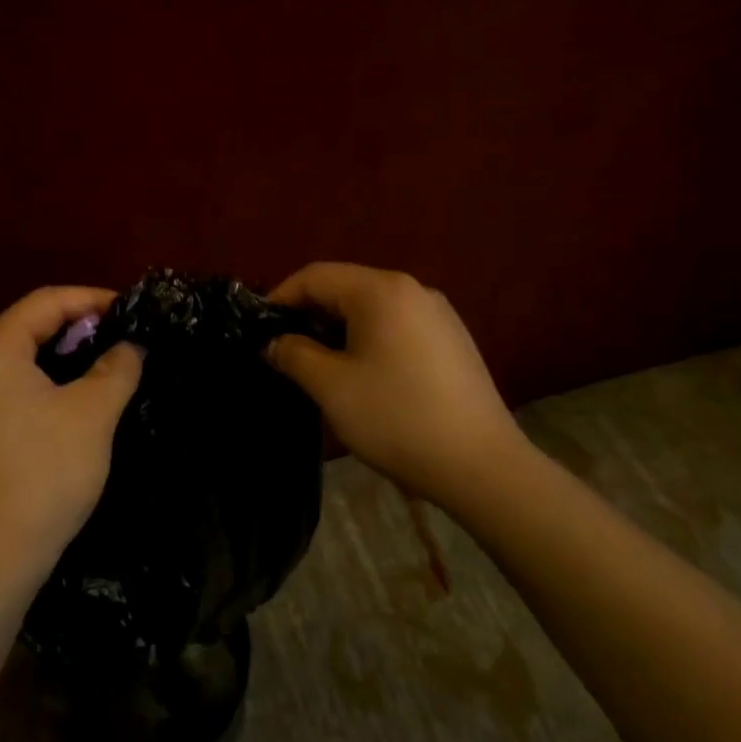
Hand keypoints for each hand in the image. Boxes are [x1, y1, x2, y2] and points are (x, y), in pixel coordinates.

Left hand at [0, 286, 144, 590]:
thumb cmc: (45, 474)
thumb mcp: (93, 414)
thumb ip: (117, 367)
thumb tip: (131, 345)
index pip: (45, 302)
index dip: (92, 299)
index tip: (131, 310)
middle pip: (28, 324)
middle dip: (78, 325)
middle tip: (122, 336)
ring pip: (19, 354)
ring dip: (62, 352)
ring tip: (105, 361)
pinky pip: (9, 381)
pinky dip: (44, 377)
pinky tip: (73, 394)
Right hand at [264, 263, 530, 509]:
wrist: (481, 466)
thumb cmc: (396, 418)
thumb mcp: (331, 386)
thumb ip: (294, 355)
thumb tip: (273, 342)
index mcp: (381, 290)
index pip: (315, 276)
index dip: (280, 298)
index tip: (259, 330)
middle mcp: (413, 289)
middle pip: (345, 287)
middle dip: (309, 314)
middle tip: (284, 350)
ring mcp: (439, 314)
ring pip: (372, 308)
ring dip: (338, 329)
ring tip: (319, 365)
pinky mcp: (453, 340)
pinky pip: (398, 325)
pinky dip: (369, 339)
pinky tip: (364, 375)